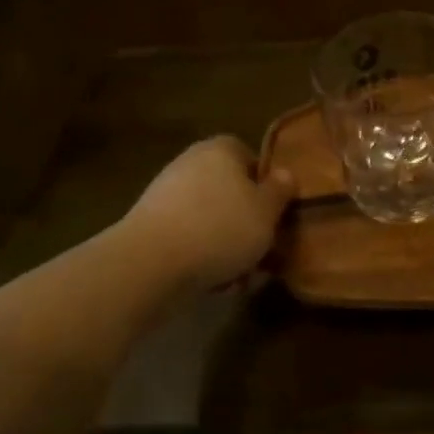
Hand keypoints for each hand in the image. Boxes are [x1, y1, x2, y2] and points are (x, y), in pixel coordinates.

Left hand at [122, 137, 293, 294]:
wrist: (150, 264)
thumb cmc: (220, 228)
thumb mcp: (267, 211)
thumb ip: (281, 190)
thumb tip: (285, 174)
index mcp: (221, 150)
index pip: (250, 157)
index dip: (267, 185)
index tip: (276, 213)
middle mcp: (191, 164)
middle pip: (230, 191)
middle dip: (247, 221)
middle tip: (264, 249)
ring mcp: (166, 195)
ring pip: (211, 218)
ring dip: (227, 244)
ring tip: (241, 276)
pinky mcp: (149, 227)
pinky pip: (188, 238)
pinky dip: (202, 256)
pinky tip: (214, 283)